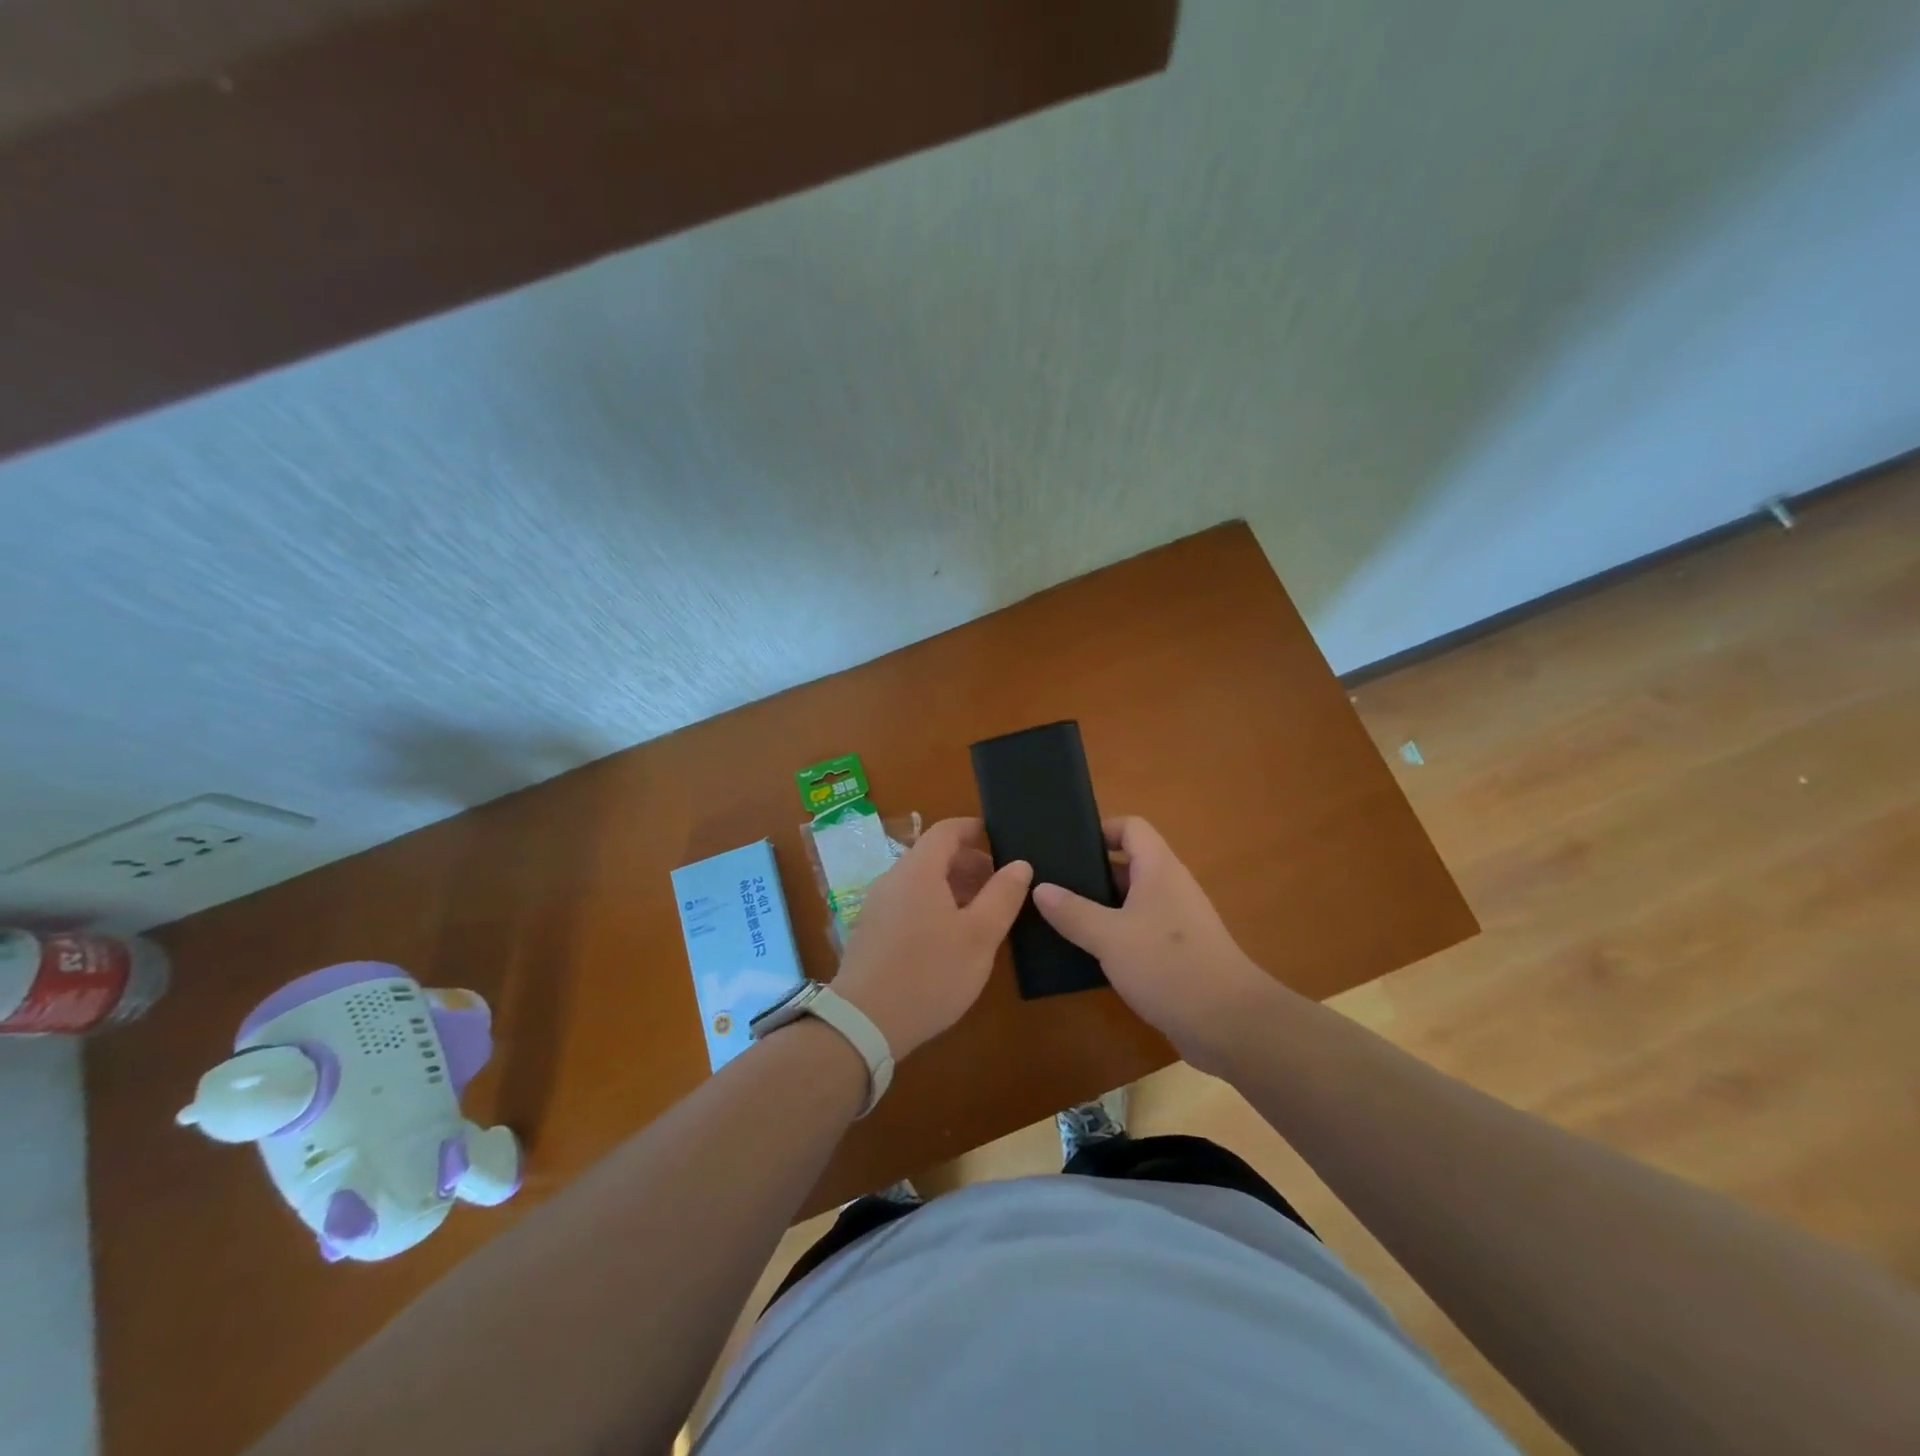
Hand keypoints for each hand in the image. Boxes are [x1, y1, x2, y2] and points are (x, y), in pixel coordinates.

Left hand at [831, 817, 1031, 1059]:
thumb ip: (1002, 896)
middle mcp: (893, 879)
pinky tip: (951, 937)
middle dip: (969, 862)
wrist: (864, 1023)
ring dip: (953, 887)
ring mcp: (877, 906)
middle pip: (933, 855)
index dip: (974, 828)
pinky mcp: (871, 933)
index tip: (1000, 837)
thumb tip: (1020, 863)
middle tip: (1001, 884)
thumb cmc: (929, 974)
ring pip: (920, 882)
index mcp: (918, 871)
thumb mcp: (979, 936)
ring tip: (982, 912)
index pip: (946, 830)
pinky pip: (907, 903)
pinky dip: (934, 905)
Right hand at [1032, 817, 1273, 1073]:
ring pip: (1131, 901)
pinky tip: (1086, 953)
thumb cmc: (1168, 966)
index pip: (1131, 827)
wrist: (1230, 1024)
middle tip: (1049, 884)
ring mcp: (1176, 922)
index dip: (1100, 830)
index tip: (1066, 847)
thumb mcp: (1109, 937)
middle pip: (1127, 864)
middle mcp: (1170, 887)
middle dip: (1090, 872)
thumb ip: (1073, 911)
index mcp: (1158, 869)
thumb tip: (1040, 888)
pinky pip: (1139, 931)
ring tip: (1057, 917)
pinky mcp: (1177, 954)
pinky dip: (1114, 936)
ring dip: (1099, 907)